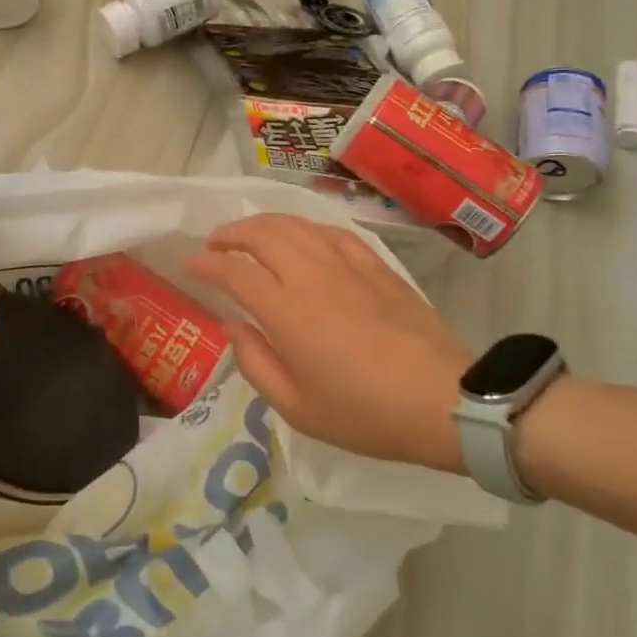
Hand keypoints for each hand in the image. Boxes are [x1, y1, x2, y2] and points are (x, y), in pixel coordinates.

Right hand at [189, 214, 469, 471]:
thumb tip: (233, 326)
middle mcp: (311, 275)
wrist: (444, 400)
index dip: (208, 263)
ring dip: (264, 223)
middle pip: (261, 234)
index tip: (193, 265)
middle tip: (215, 244)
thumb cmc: (365, 413)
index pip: (234, 271)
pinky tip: (301, 237)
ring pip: (295, 225)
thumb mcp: (297, 408)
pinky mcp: (374, 265)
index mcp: (286, 312)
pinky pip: (330, 232)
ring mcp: (346, 264)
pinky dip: (305, 228)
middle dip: (231, 233)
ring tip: (249, 235)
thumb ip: (255, 363)